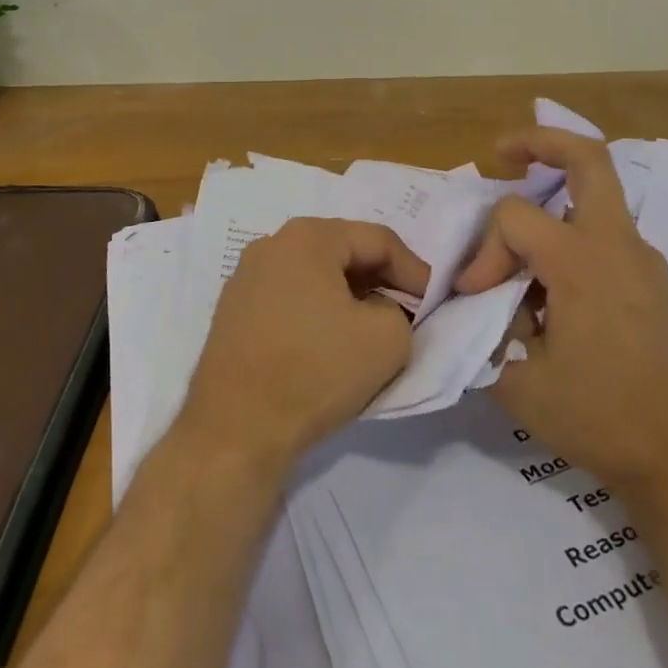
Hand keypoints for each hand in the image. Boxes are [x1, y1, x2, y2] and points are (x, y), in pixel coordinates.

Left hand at [179, 217, 426, 470]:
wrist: (236, 431)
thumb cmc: (315, 371)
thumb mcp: (388, 338)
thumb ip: (401, 310)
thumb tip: (380, 309)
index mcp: (308, 236)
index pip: (379, 240)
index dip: (415, 270)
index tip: (434, 303)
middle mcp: (271, 245)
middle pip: (344, 252)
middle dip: (381, 280)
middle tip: (408, 312)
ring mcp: (246, 278)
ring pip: (316, 276)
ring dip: (350, 297)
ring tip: (373, 328)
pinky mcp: (233, 313)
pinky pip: (290, 299)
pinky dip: (318, 313)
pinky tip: (331, 344)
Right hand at [456, 129, 667, 497]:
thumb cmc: (603, 420)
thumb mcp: (520, 382)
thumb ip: (489, 331)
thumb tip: (485, 305)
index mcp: (582, 261)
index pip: (515, 217)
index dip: (484, 250)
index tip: (474, 296)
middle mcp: (619, 246)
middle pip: (589, 159)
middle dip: (542, 142)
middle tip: (503, 154)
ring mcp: (645, 262)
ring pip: (598, 200)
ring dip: (554, 205)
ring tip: (518, 249)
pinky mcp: (656, 286)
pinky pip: (608, 239)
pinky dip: (574, 242)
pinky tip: (553, 292)